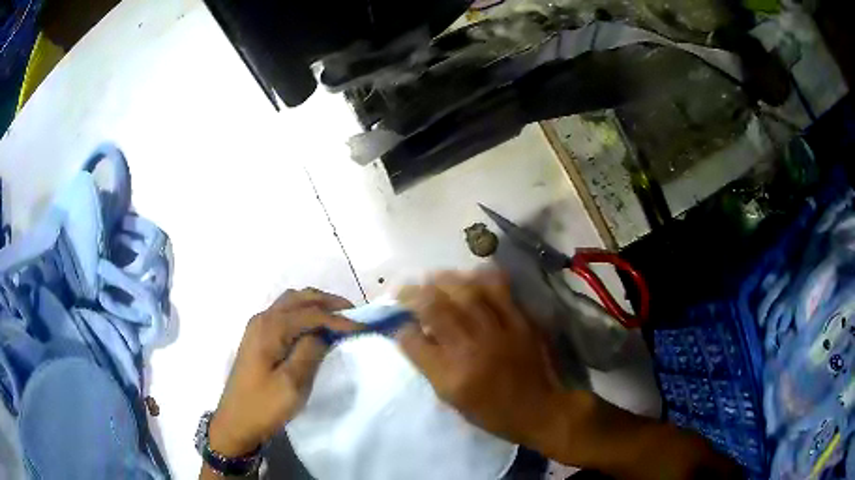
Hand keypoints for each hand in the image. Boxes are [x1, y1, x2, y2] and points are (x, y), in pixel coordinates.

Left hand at [209, 288, 359, 456]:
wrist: (236, 421)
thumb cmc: (265, 405)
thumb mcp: (293, 383)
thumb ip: (310, 351)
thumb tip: (324, 332)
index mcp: (270, 327)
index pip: (311, 313)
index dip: (339, 319)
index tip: (363, 327)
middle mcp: (263, 319)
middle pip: (300, 298)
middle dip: (329, 303)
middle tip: (354, 315)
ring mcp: (258, 327)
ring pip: (291, 303)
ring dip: (316, 305)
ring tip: (338, 319)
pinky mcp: (258, 338)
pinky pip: (285, 314)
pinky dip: (304, 314)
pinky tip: (315, 328)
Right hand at [395, 270, 565, 446]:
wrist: (539, 409)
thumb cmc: (491, 412)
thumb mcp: (452, 399)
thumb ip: (430, 366)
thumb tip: (414, 335)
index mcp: (451, 375)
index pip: (413, 341)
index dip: (401, 328)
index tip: (399, 322)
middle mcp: (470, 348)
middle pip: (435, 308)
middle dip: (414, 293)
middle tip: (405, 289)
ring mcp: (497, 331)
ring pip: (465, 292)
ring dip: (443, 280)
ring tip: (432, 277)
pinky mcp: (520, 321)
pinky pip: (499, 289)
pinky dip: (482, 278)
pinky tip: (471, 275)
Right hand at [396, 271, 738, 479]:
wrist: (575, 419)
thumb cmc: (528, 424)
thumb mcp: (484, 408)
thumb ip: (456, 371)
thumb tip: (430, 342)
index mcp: (488, 363)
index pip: (447, 321)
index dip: (423, 304)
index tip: (405, 293)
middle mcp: (508, 339)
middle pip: (466, 298)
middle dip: (438, 285)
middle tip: (422, 277)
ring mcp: (535, 327)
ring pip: (493, 289)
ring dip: (468, 279)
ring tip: (453, 273)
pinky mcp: (551, 324)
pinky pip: (522, 292)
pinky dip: (502, 280)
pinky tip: (494, 275)